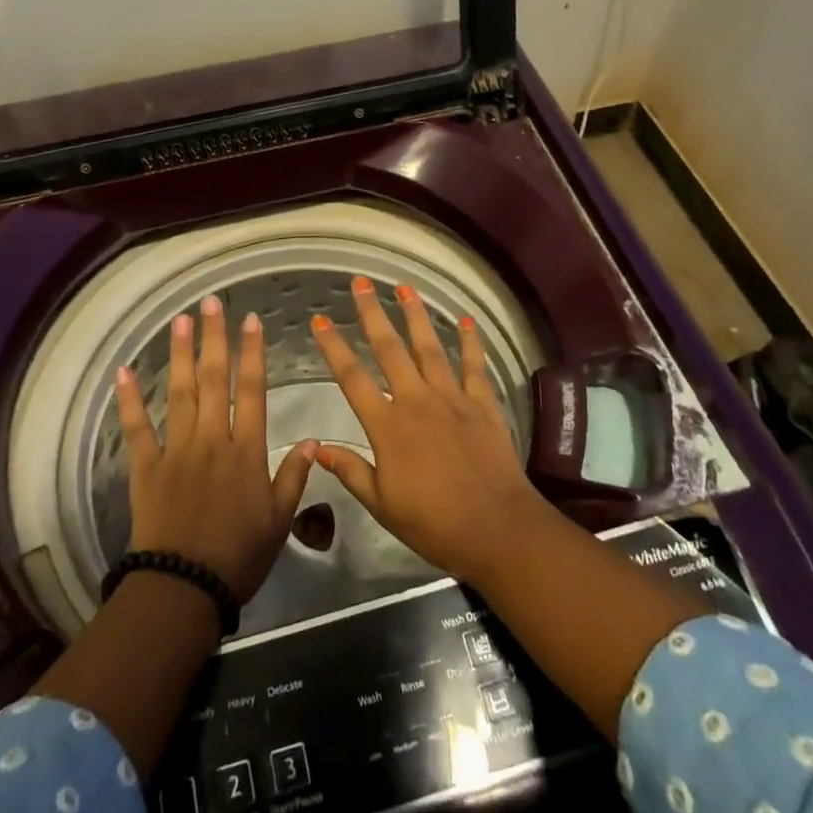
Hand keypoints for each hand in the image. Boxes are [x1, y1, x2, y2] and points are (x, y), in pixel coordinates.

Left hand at [116, 294, 317, 603]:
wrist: (185, 587)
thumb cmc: (239, 555)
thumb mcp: (280, 519)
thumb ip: (295, 476)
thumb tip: (312, 439)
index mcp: (246, 450)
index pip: (252, 390)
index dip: (252, 353)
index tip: (251, 321)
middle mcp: (211, 439)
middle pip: (213, 380)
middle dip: (214, 339)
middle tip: (211, 303)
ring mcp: (176, 450)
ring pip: (179, 393)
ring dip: (180, 354)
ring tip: (180, 321)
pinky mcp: (146, 467)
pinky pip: (137, 428)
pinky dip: (129, 399)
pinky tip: (123, 371)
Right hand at [309, 278, 550, 586]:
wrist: (496, 529)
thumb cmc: (433, 523)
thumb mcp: (382, 504)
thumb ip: (350, 471)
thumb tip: (316, 446)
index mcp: (388, 426)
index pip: (352, 378)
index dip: (333, 347)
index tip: (319, 320)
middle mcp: (417, 401)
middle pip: (390, 349)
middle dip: (372, 314)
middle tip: (360, 283)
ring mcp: (452, 398)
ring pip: (430, 348)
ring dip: (416, 315)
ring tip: (405, 287)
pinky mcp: (483, 404)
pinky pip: (474, 366)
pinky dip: (471, 342)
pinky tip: (465, 320)